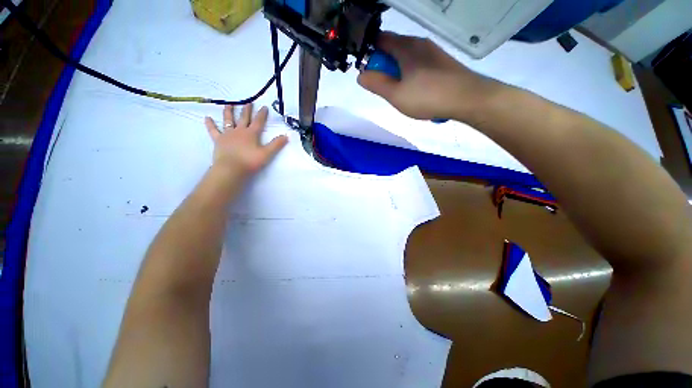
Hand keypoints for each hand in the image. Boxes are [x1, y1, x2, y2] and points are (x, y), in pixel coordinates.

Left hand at [205, 104, 287, 176]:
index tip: (264, 106)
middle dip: (247, 110)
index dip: (262, 114)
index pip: (258, 122)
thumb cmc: (250, 161)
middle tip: (249, 102)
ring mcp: (228, 134)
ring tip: (229, 104)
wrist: (231, 168)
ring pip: (228, 120)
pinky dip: (210, 124)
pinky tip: (207, 118)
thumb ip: (276, 144)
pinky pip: (213, 130)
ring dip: (229, 112)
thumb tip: (286, 135)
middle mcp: (239, 131)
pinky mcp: (218, 140)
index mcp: (251, 134)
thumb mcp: (267, 154)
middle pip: (244, 118)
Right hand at [357, 32, 500, 120]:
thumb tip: (361, 75)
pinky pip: (419, 65)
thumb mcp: (396, 94)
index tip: (370, 74)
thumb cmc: (427, 96)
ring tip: (403, 94)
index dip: (370, 55)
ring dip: (398, 73)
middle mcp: (418, 43)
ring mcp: (432, 52)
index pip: (379, 40)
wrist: (467, 98)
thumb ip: (376, 84)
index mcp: (405, 47)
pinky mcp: (441, 62)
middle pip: (393, 49)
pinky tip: (417, 92)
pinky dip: (412, 76)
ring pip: (406, 59)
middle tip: (387, 89)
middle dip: (385, 68)